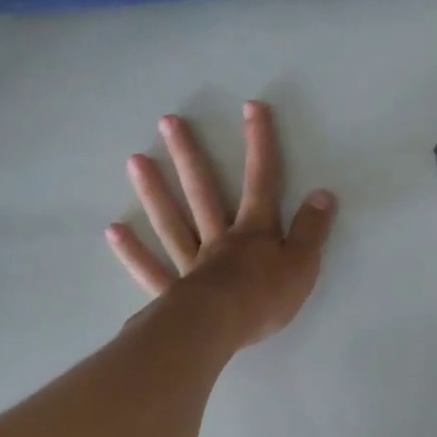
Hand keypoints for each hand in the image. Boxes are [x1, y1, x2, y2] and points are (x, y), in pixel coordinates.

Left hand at [107, 102, 336, 347]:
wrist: (221, 328)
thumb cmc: (265, 298)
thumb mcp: (303, 264)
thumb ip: (312, 230)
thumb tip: (323, 194)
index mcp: (254, 232)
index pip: (261, 181)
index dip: (259, 144)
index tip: (252, 107)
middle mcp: (218, 239)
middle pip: (203, 191)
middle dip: (189, 155)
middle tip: (168, 121)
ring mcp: (191, 264)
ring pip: (171, 222)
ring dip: (154, 191)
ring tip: (134, 160)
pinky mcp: (172, 292)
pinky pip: (150, 269)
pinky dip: (132, 252)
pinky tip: (114, 231)